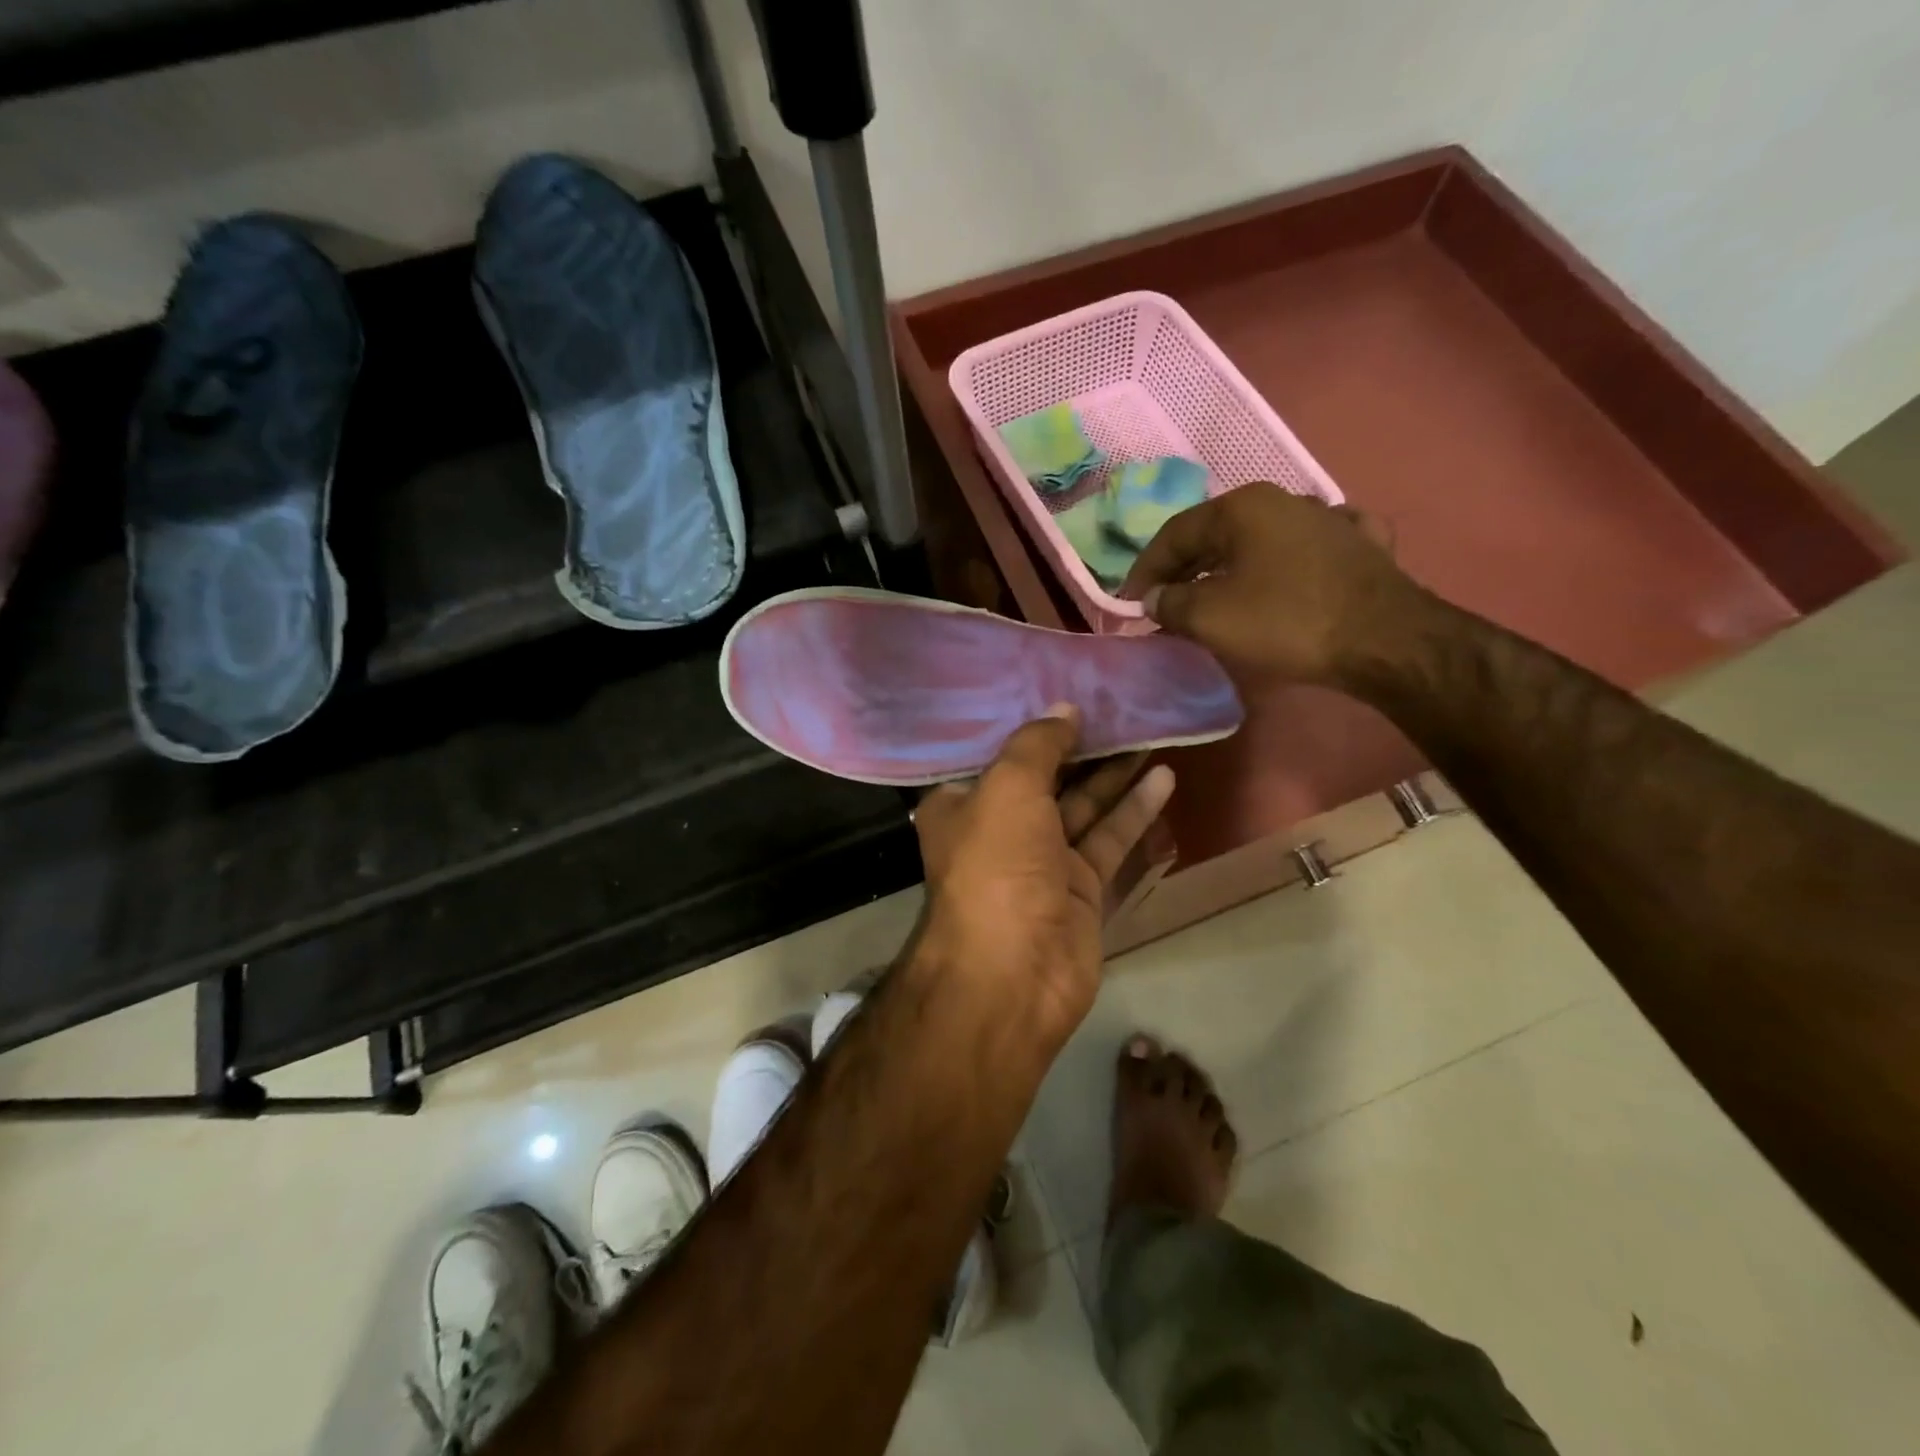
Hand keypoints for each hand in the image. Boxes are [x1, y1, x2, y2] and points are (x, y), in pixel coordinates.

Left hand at [910, 706, 1175, 1048]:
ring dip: (1113, 772)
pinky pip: (1108, 838)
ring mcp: (1042, 860)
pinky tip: (1164, 775)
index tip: (1062, 684)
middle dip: (1080, 744)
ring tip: (1149, 729)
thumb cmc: (997, 866)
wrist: (1014, 974)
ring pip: (1082, 805)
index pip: (994, 751)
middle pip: (1045, 776)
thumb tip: (1064, 709)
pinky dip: (1134, 809)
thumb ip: (1037, 744)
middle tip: (1119, 703)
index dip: (1028, 721)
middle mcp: (999, 828)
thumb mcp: (1007, 788)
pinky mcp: (1080, 886)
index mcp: (962, 803)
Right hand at [1118, 483, 1434, 687]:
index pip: (1174, 533)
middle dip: (1183, 569)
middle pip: (1215, 534)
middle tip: (1162, 603)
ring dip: (1229, 567)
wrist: (1385, 640)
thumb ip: (1170, 602)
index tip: (1127, 603)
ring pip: (1260, 540)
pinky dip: (1284, 563)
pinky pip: (1307, 549)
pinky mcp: (1360, 546)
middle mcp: (1283, 500)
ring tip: (1212, 595)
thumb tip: (1154, 598)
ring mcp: (1328, 519)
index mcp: (1242, 507)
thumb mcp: (1210, 617)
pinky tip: (1287, 572)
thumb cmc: (1286, 621)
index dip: (1144, 570)